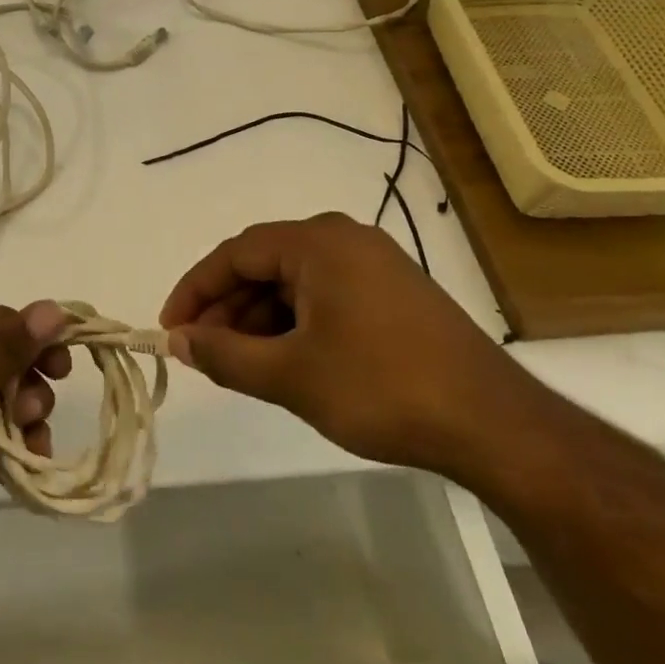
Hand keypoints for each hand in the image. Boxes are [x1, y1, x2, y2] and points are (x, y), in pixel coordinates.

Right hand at [160, 212, 534, 477]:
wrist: (494, 424)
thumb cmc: (381, 388)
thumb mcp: (290, 375)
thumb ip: (224, 355)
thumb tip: (178, 340)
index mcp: (317, 243)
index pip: (235, 253)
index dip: (196, 290)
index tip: (170, 328)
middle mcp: (344, 239)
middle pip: (264, 265)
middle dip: (227, 309)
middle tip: (202, 352)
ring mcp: (374, 264)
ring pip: (294, 283)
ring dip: (259, 320)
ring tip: (239, 364)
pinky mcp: (394, 293)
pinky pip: (325, 296)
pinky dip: (295, 324)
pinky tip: (285, 361)